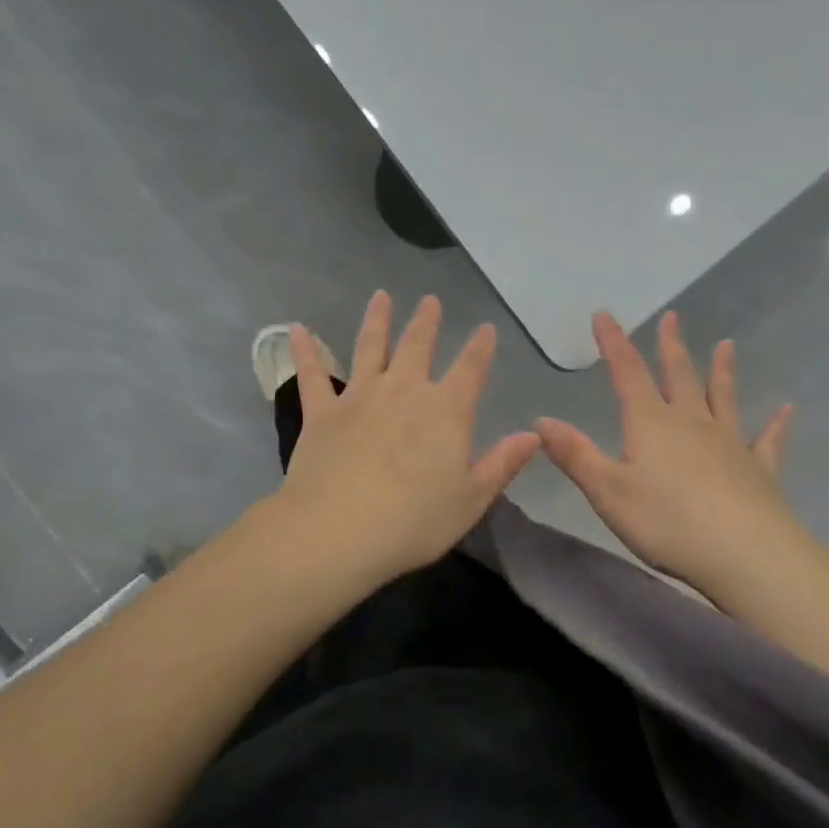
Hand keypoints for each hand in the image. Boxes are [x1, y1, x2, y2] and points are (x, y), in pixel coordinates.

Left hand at [274, 292, 540, 588]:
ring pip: (369, 347)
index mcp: (446, 411)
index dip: (480, 348)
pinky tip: (295, 330)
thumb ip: (501, 464)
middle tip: (430, 300)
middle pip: (417, 346)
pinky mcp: (321, 413)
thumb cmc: (414, 521)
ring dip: (377, 320)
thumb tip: (533, 435)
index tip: (485, 328)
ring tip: (381, 297)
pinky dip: (304, 351)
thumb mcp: (471, 499)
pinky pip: (311, 375)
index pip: (470, 369)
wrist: (338, 530)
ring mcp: (359, 397)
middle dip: (426, 322)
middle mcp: (403, 391)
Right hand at [535, 311, 794, 591]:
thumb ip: (575, 455)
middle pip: (679, 376)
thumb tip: (540, 420)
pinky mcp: (759, 470)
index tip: (604, 314)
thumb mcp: (608, 491)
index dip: (614, 342)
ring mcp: (729, 443)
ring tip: (726, 345)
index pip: (627, 373)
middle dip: (669, 347)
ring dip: (721, 371)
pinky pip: (766, 440)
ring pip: (723, 398)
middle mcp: (691, 423)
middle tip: (671, 318)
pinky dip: (775, 424)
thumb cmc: (667, 522)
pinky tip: (785, 410)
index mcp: (651, 424)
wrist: (745, 554)